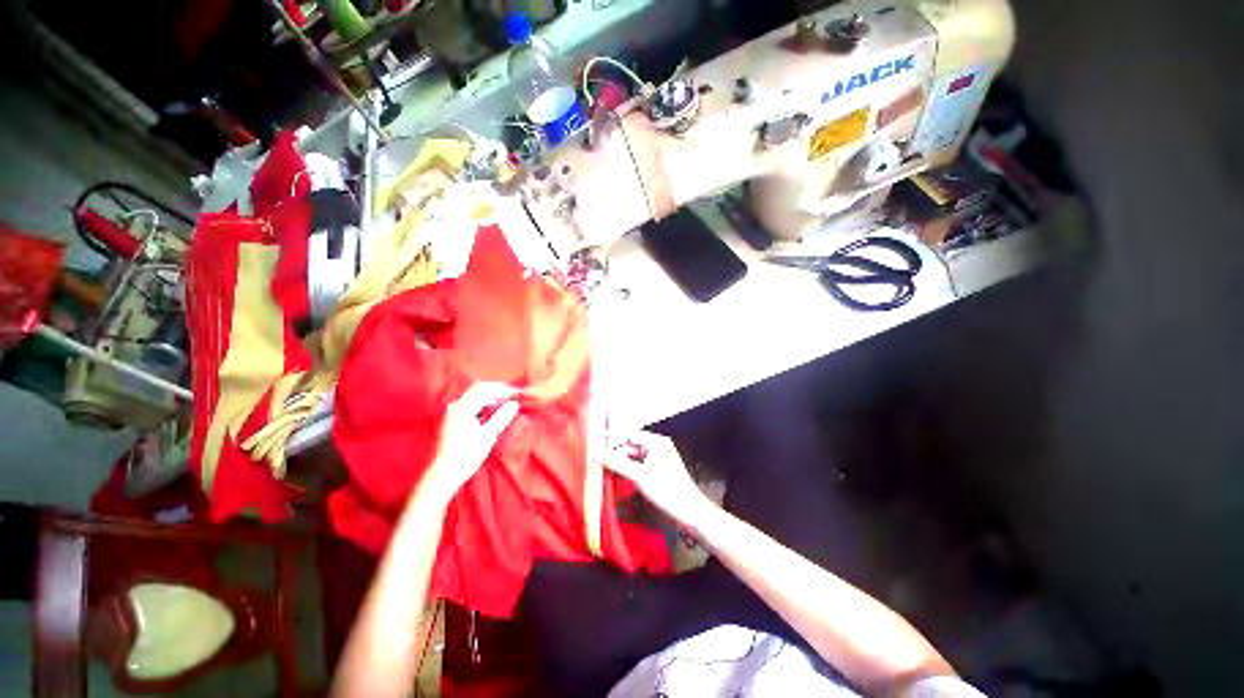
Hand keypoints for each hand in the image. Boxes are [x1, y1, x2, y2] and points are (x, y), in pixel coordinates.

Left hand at [419, 382, 519, 505]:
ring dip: (491, 395)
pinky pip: (471, 403)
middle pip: (479, 388)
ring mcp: (453, 411)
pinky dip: (484, 402)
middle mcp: (455, 405)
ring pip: (474, 395)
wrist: (444, 473)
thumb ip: (502, 417)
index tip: (519, 394)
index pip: (486, 390)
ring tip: (506, 401)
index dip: (504, 390)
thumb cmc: (466, 455)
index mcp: (463, 408)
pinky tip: (493, 409)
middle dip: (498, 389)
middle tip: (514, 395)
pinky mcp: (453, 418)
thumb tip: (515, 404)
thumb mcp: (488, 435)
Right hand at [605, 431, 712, 526]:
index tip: (598, 448)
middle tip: (599, 462)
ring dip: (621, 462)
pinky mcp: (659, 471)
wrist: (690, 511)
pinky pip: (639, 465)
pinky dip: (629, 470)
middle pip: (631, 445)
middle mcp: (658, 447)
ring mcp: (659, 459)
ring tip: (605, 470)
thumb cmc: (668, 491)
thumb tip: (599, 455)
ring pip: (634, 457)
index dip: (613, 441)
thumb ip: (618, 464)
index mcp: (656, 442)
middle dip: (616, 453)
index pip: (629, 435)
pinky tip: (619, 477)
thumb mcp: (639, 476)